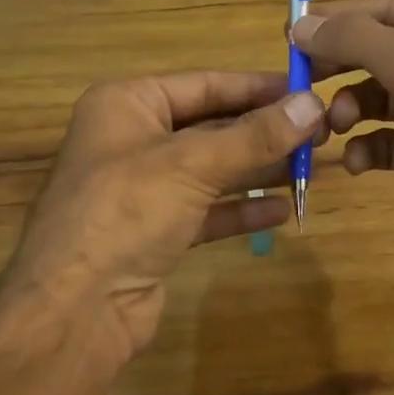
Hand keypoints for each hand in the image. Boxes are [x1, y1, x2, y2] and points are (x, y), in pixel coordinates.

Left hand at [8, 71, 323, 368]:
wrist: (74, 310)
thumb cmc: (125, 212)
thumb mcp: (192, 164)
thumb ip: (255, 136)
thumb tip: (312, 104)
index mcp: (127, 104)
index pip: (204, 84)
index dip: (257, 87)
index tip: (306, 89)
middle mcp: (133, 140)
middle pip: (210, 126)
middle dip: (263, 132)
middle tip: (320, 132)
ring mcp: (142, 189)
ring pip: (211, 169)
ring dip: (258, 169)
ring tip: (310, 167)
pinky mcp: (154, 232)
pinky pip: (207, 210)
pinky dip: (241, 210)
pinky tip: (282, 209)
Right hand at [291, 0, 393, 284]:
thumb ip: (358, 39)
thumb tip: (301, 25)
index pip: (389, 8)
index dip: (340, 17)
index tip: (292, 31)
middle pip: (379, 51)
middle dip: (340, 65)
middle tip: (300, 78)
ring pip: (378, 96)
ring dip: (349, 108)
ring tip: (334, 125)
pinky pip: (386, 139)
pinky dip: (366, 146)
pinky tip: (358, 161)